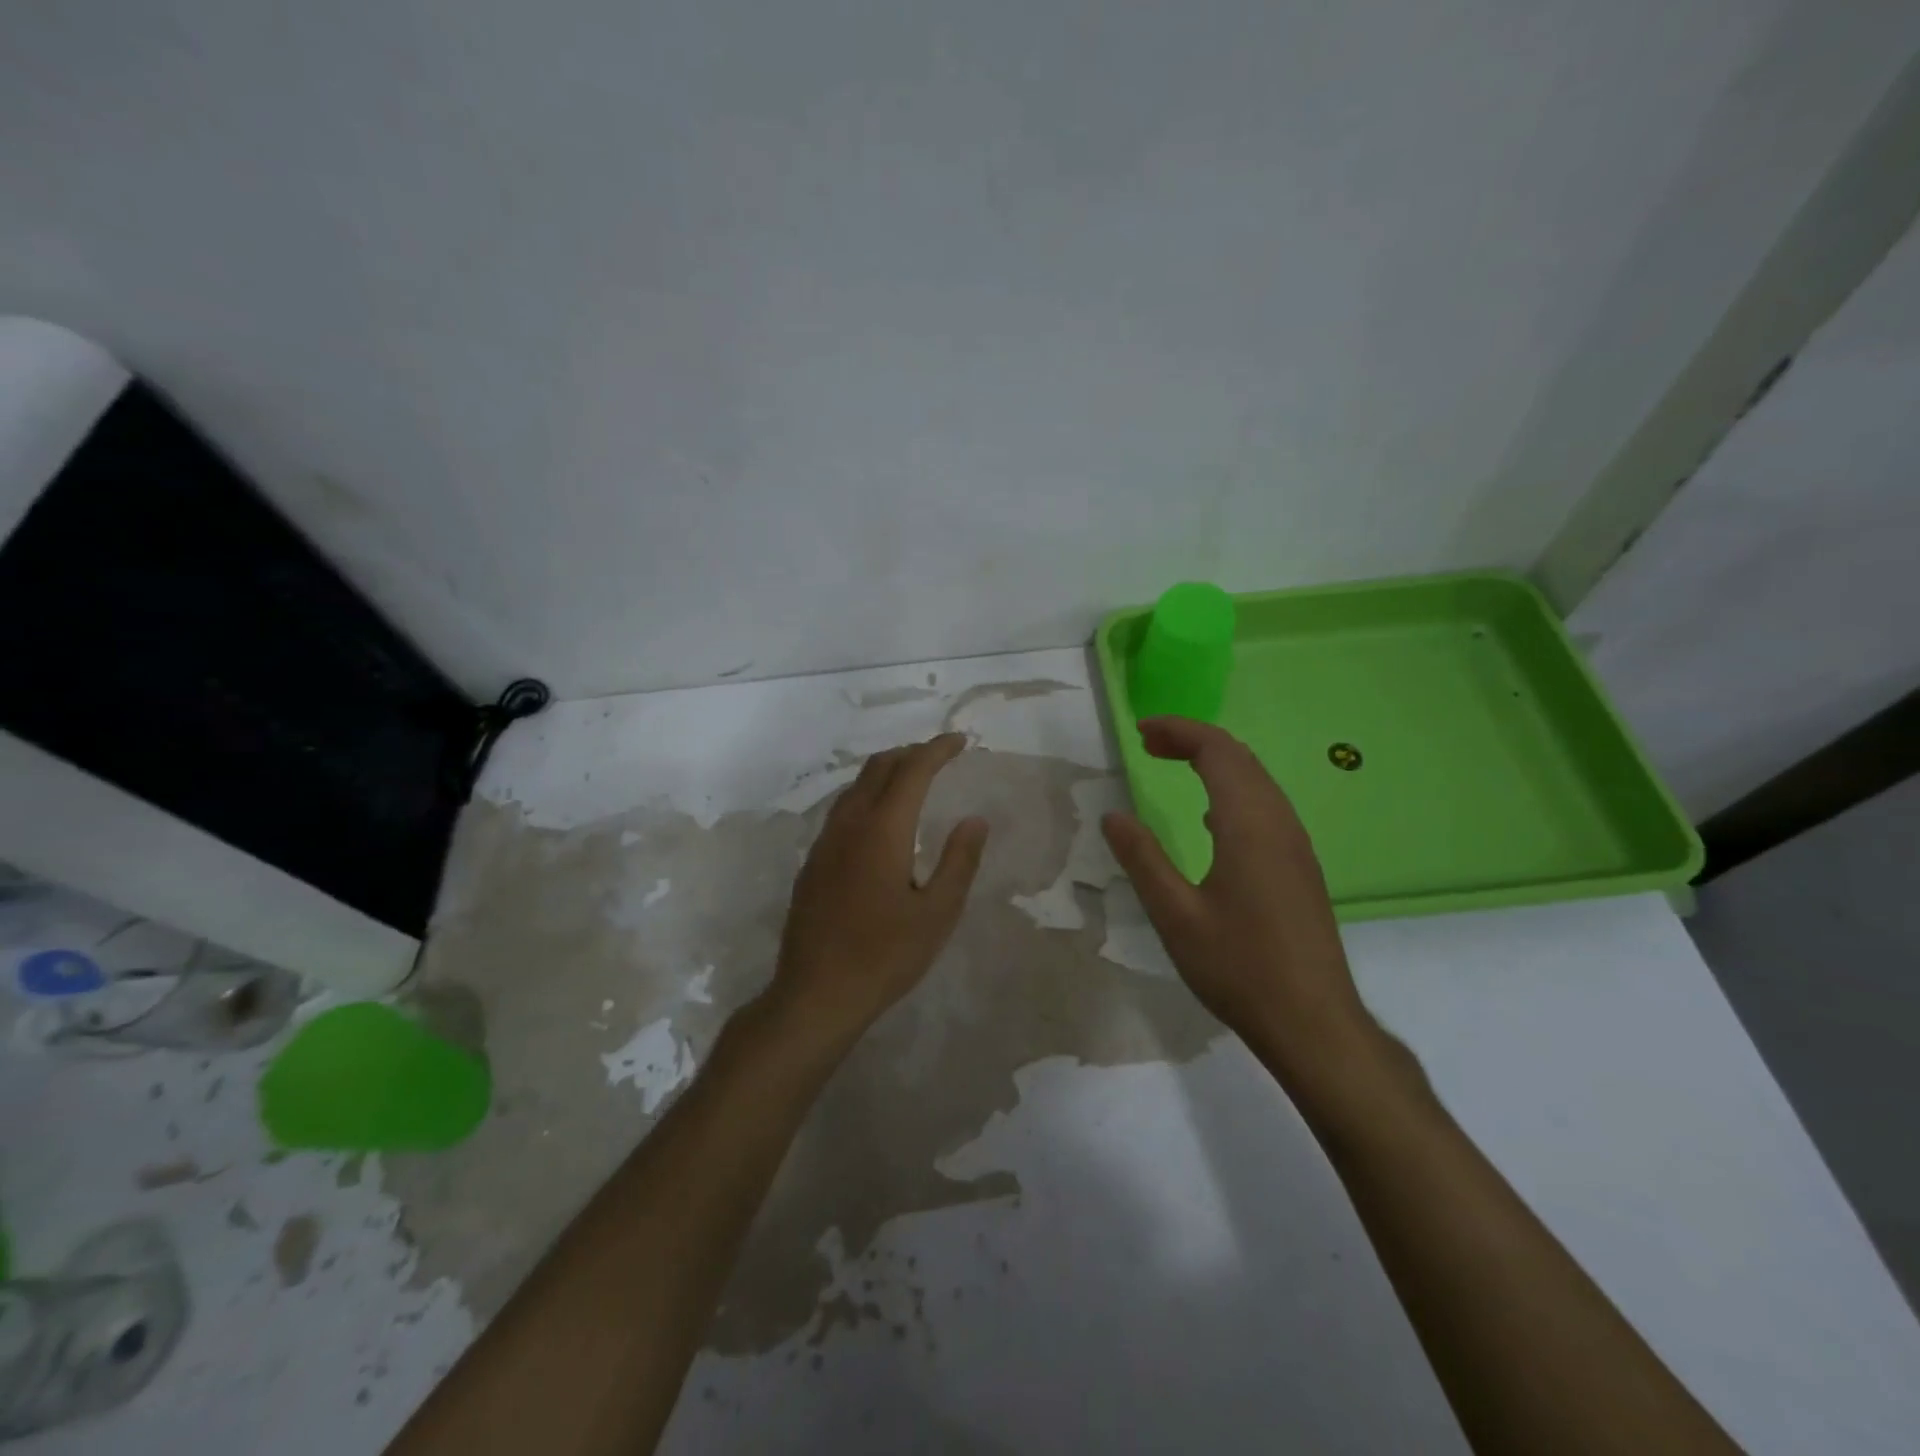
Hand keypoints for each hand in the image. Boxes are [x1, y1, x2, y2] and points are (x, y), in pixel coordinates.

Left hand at [767, 733, 988, 1046]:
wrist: (816, 993)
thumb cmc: (885, 956)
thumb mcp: (937, 913)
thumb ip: (959, 861)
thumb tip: (975, 820)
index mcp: (883, 830)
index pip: (912, 771)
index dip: (937, 749)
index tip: (960, 741)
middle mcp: (849, 824)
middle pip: (878, 768)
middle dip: (911, 753)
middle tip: (939, 756)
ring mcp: (825, 842)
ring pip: (855, 786)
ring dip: (886, 772)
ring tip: (913, 779)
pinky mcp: (813, 862)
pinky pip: (842, 809)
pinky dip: (867, 795)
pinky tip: (880, 820)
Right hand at [1102, 717, 1380, 1095]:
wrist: (1314, 1022)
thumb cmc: (1239, 967)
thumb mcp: (1175, 915)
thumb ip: (1142, 859)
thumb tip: (1113, 816)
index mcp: (1248, 824)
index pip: (1216, 751)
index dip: (1179, 731)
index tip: (1141, 732)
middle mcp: (1278, 822)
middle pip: (1239, 757)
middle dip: (1194, 740)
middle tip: (1149, 745)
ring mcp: (1296, 845)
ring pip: (1257, 780)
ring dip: (1215, 763)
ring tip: (1173, 767)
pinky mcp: (1301, 867)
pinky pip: (1266, 806)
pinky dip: (1232, 790)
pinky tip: (1210, 819)